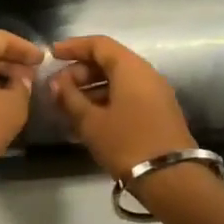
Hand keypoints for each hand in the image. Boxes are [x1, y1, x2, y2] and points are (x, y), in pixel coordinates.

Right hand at [48, 35, 196, 180]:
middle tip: (58, 88)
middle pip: (108, 61)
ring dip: (91, 88)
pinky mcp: (158, 112)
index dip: (73, 46)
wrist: (172, 179)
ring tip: (68, 106)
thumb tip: (56, 83)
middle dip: (80, 71)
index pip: (98, 44)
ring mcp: (155, 93)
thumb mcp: (91, 122)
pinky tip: (88, 118)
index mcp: (130, 68)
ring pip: (118, 80)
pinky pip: (127, 95)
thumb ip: (70, 97)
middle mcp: (146, 74)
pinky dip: (106, 100)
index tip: (52, 54)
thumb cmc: (127, 143)